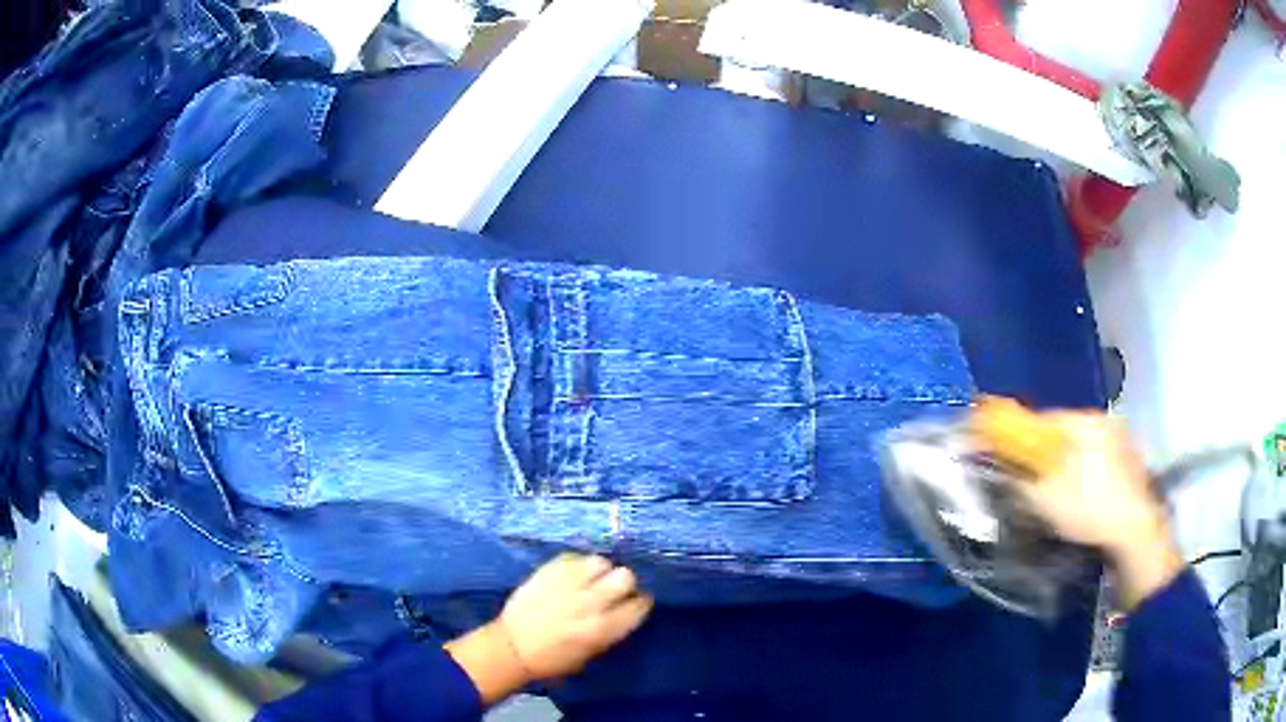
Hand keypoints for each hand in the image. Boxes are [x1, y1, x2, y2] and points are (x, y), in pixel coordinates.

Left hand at [444, 554, 652, 704]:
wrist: (512, 647)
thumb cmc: (554, 659)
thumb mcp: (593, 652)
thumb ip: (613, 629)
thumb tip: (625, 609)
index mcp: (604, 628)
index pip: (639, 605)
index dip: (639, 603)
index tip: (633, 603)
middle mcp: (591, 602)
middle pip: (625, 576)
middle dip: (623, 583)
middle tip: (613, 590)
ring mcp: (569, 583)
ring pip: (601, 562)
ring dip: (600, 571)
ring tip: (591, 579)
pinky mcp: (549, 570)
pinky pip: (575, 557)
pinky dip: (577, 564)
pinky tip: (572, 575)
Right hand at [1013, 412, 1182, 608]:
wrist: (1136, 535)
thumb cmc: (1089, 508)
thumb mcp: (1044, 495)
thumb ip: (1016, 473)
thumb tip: (994, 458)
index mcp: (1085, 420)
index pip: (1041, 419)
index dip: (1018, 437)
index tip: (1003, 457)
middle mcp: (1105, 422)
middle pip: (1062, 433)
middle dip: (1042, 453)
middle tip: (1028, 480)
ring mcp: (1122, 442)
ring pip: (1081, 448)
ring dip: (1064, 465)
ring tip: (1053, 494)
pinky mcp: (1130, 465)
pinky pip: (1096, 462)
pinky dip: (1083, 475)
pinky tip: (1079, 498)